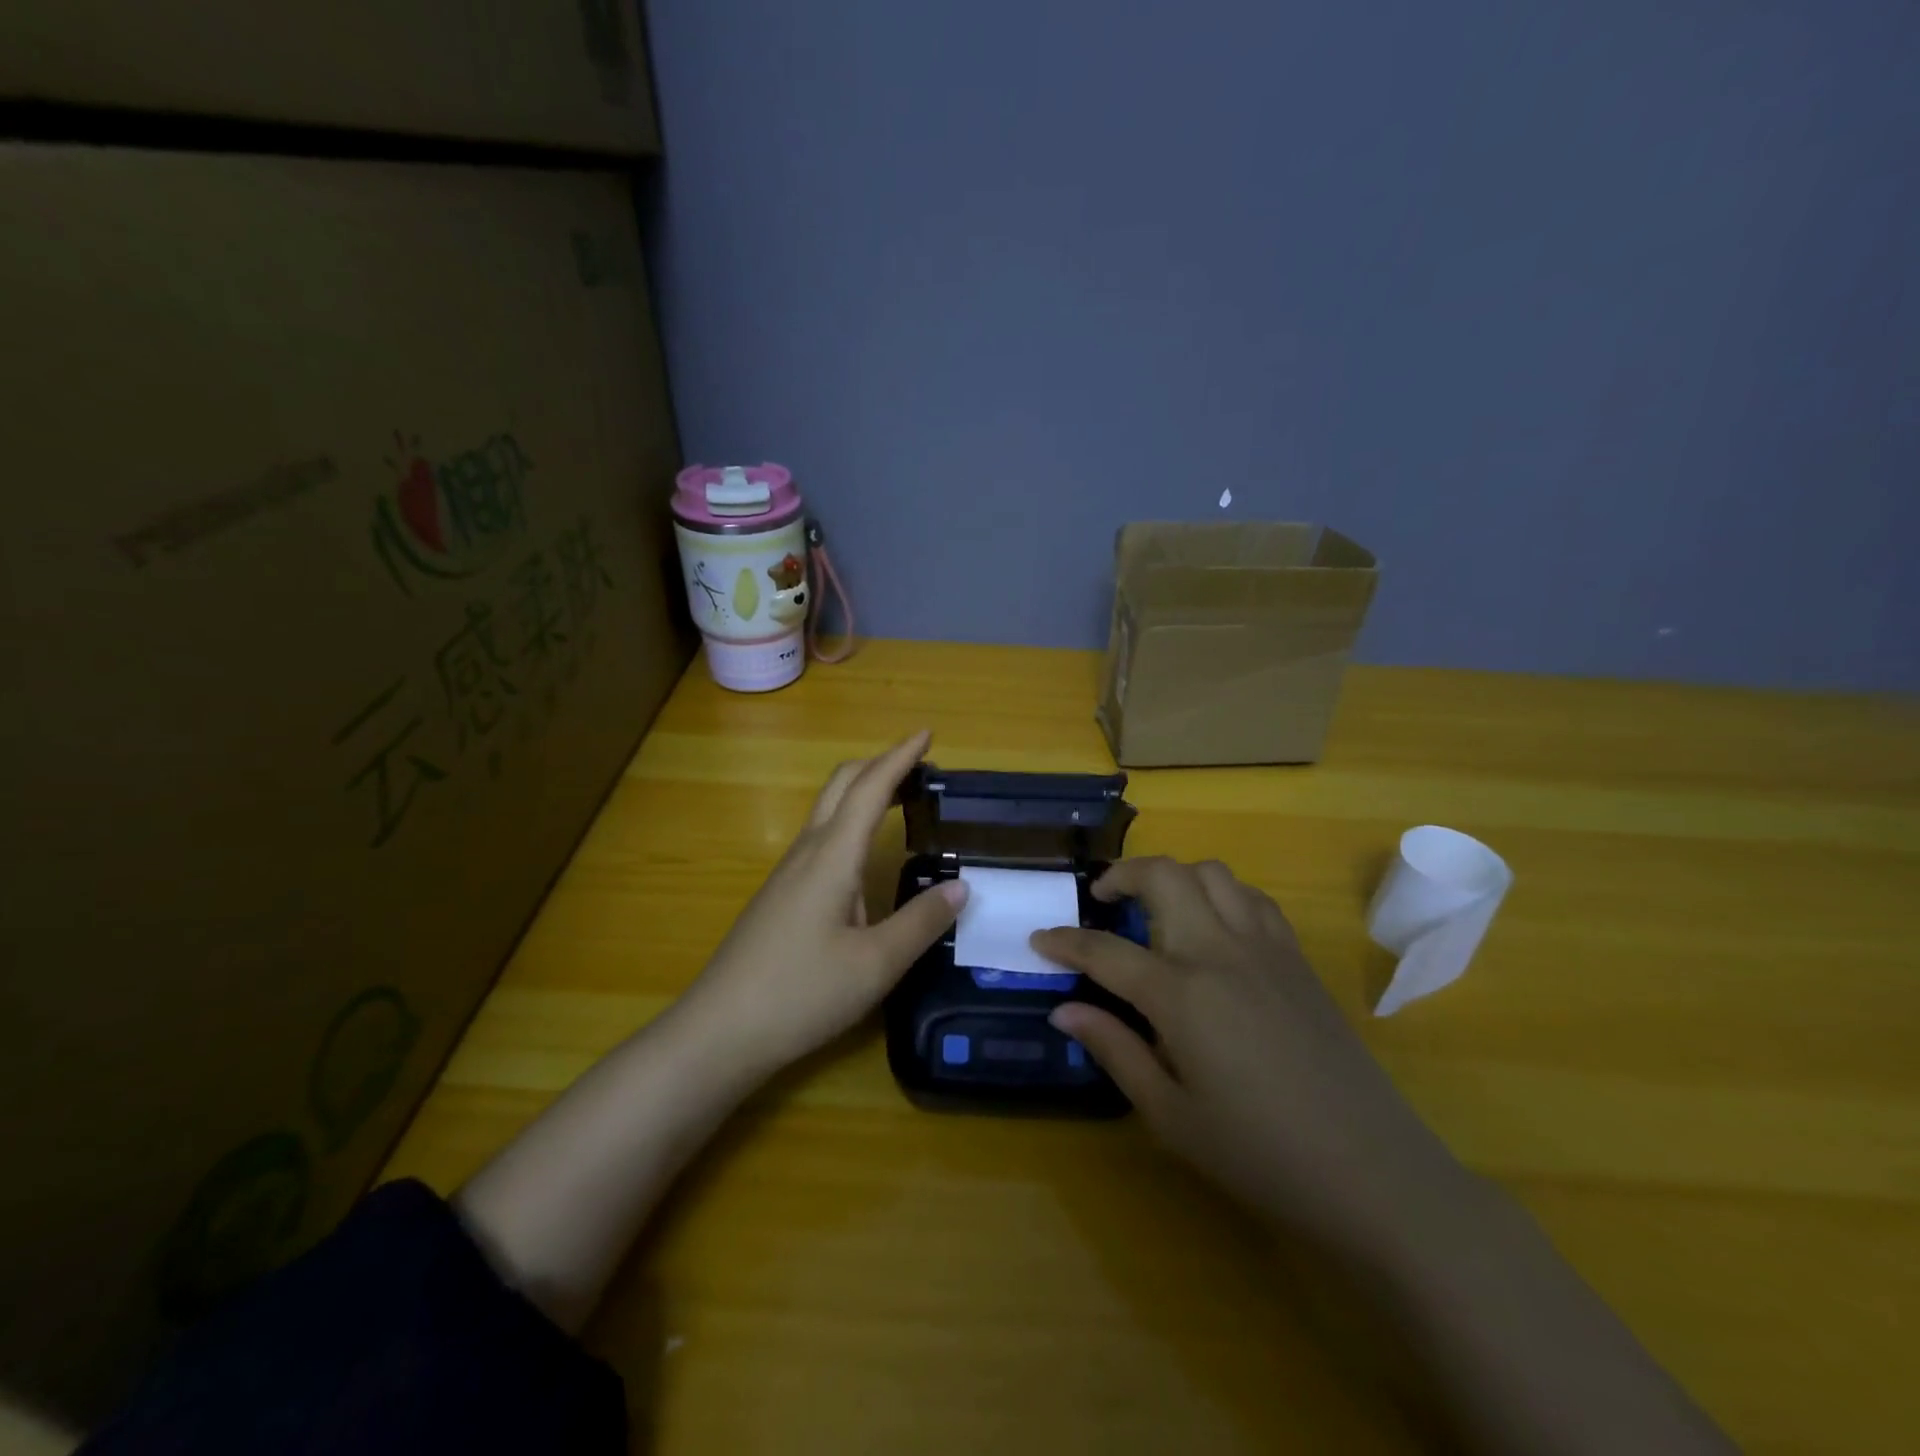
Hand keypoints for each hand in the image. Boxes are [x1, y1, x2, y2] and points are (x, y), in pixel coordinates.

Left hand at [676, 730, 966, 1080]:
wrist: (718, 1032)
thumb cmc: (800, 993)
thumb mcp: (875, 965)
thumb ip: (921, 923)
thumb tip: (960, 887)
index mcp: (831, 856)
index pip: (869, 788)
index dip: (900, 757)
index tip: (927, 733)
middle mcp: (807, 852)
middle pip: (840, 786)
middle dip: (879, 764)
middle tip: (919, 765)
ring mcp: (788, 874)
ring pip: (827, 811)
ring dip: (863, 792)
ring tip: (900, 800)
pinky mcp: (780, 896)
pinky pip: (821, 839)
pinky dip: (850, 823)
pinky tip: (864, 857)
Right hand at [1035, 857, 1463, 1242]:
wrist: (1373, 1173)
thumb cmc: (1259, 1153)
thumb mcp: (1170, 1115)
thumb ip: (1114, 1051)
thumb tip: (1064, 1010)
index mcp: (1181, 993)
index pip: (1105, 950)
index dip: (1065, 941)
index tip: (1040, 940)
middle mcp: (1219, 951)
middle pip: (1163, 876)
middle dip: (1121, 874)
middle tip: (1101, 897)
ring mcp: (1265, 947)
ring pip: (1211, 873)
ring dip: (1174, 877)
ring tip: (1156, 908)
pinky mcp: (1297, 957)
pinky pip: (1252, 898)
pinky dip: (1220, 893)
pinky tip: (1213, 927)